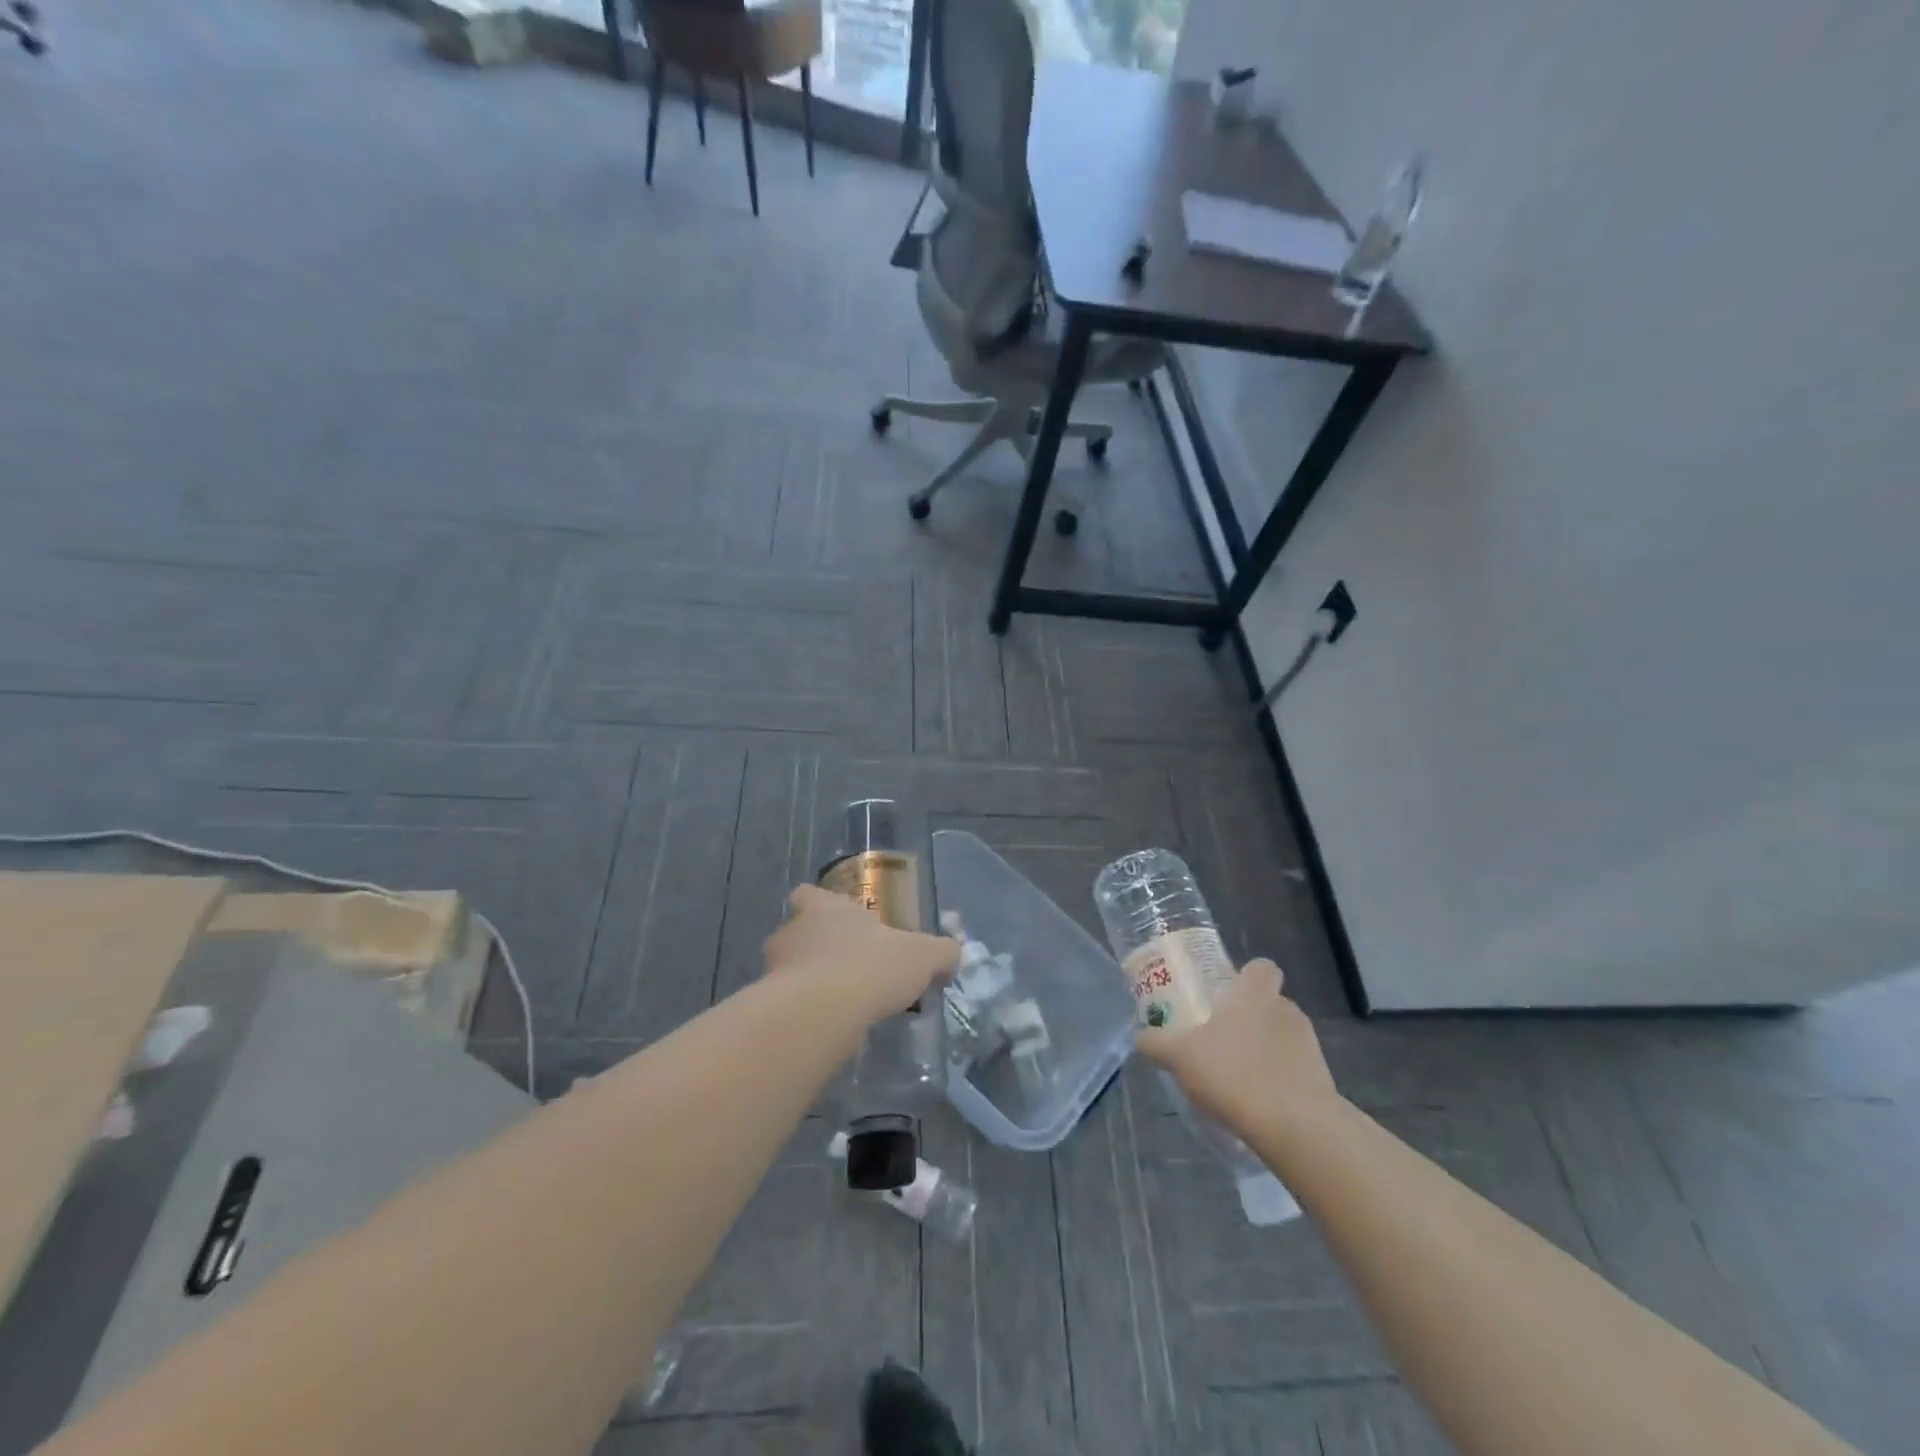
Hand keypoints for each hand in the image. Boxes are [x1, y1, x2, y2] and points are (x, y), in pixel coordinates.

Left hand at [763, 884, 959, 1022]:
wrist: (822, 1013)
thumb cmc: (871, 966)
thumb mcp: (922, 956)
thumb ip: (941, 952)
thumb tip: (955, 953)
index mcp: (824, 907)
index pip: (808, 894)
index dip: (818, 903)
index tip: (836, 919)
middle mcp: (793, 930)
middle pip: (796, 931)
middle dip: (814, 947)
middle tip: (844, 966)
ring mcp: (774, 968)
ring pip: (787, 968)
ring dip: (806, 981)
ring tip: (837, 1003)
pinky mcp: (768, 1004)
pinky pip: (786, 1004)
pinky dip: (802, 1012)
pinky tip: (827, 1027)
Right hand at [1135, 959, 1339, 1130]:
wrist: (1296, 1127)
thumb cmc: (1234, 1072)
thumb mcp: (1179, 1056)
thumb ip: (1156, 1044)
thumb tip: (1140, 1038)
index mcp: (1255, 993)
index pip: (1262, 967)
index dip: (1246, 976)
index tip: (1226, 995)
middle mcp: (1286, 1011)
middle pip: (1269, 1003)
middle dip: (1247, 1019)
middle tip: (1219, 1041)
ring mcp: (1309, 1046)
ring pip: (1282, 1038)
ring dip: (1263, 1052)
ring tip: (1236, 1079)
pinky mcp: (1322, 1082)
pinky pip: (1294, 1072)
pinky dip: (1277, 1082)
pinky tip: (1255, 1105)